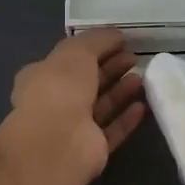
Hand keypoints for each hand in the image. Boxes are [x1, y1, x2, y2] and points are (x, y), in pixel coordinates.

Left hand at [0, 30, 145, 184]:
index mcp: (41, 77)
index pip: (69, 60)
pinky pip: (112, 130)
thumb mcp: (77, 51)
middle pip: (87, 82)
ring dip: (121, 91)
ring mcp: (72, 128)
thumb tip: (116, 35)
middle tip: (134, 58)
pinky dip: (126, 118)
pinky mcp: (91, 149)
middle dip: (111, 69)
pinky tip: (142, 106)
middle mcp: (54, 103)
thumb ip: (97, 40)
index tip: (120, 42)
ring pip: (101, 106)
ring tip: (142, 79)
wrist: (59, 141)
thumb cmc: (60, 88)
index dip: (94, 49)